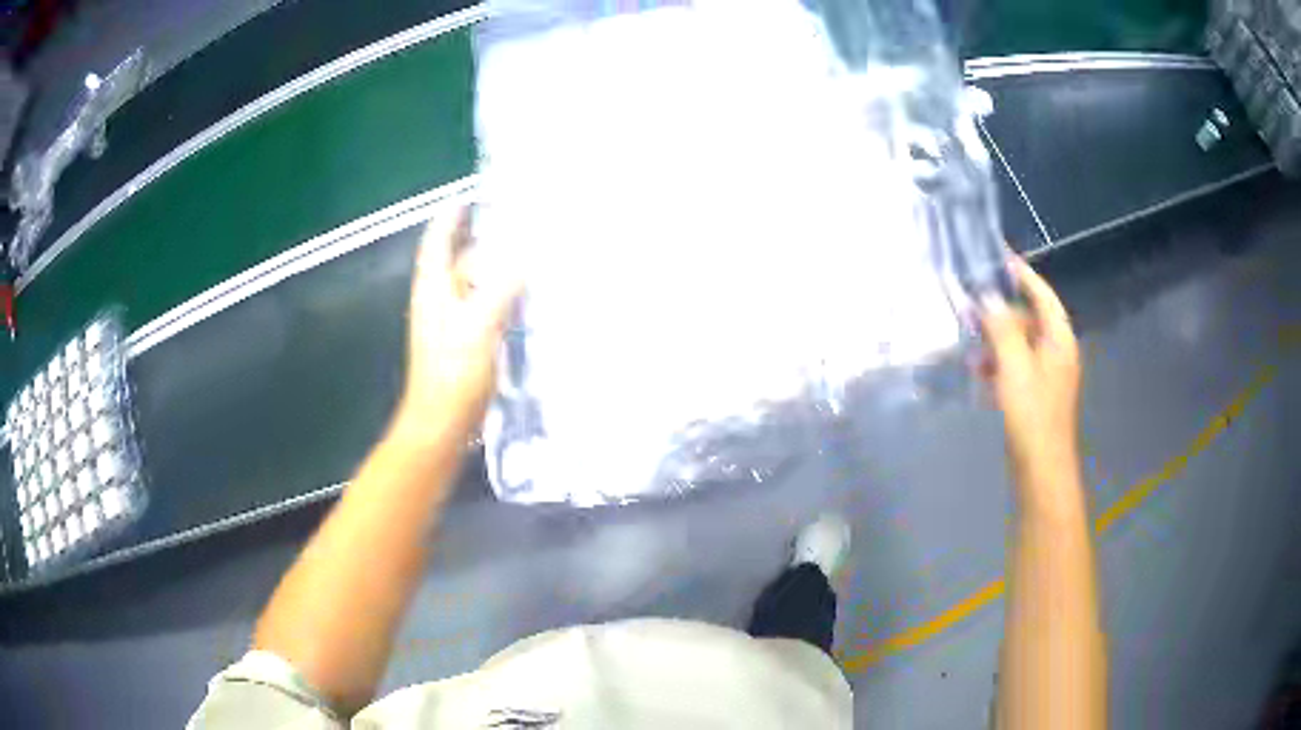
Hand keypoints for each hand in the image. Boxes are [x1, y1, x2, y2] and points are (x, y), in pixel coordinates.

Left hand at [396, 205, 520, 439]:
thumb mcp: (480, 325)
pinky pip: (482, 310)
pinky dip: (500, 299)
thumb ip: (502, 287)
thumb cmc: (454, 374)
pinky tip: (523, 303)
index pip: (437, 243)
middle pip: (458, 263)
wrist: (441, 426)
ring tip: (527, 259)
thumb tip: (526, 256)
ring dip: (494, 272)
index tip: (468, 196)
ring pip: (471, 287)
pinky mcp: (462, 346)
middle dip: (482, 243)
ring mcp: (448, 326)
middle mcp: (437, 302)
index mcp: (433, 290)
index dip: (449, 218)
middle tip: (516, 227)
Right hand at [980, 258, 1081, 495]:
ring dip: (996, 339)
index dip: (1024, 275)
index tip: (1001, 256)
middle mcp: (1057, 352)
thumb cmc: (1031, 413)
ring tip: (970, 341)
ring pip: (1020, 344)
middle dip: (1002, 312)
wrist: (1040, 468)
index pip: (1043, 295)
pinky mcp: (1035, 394)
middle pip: (1030, 319)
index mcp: (1059, 340)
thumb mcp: (1014, 366)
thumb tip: (987, 296)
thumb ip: (1002, 328)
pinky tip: (979, 370)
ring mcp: (1047, 375)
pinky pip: (1016, 366)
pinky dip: (999, 363)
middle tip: (972, 305)